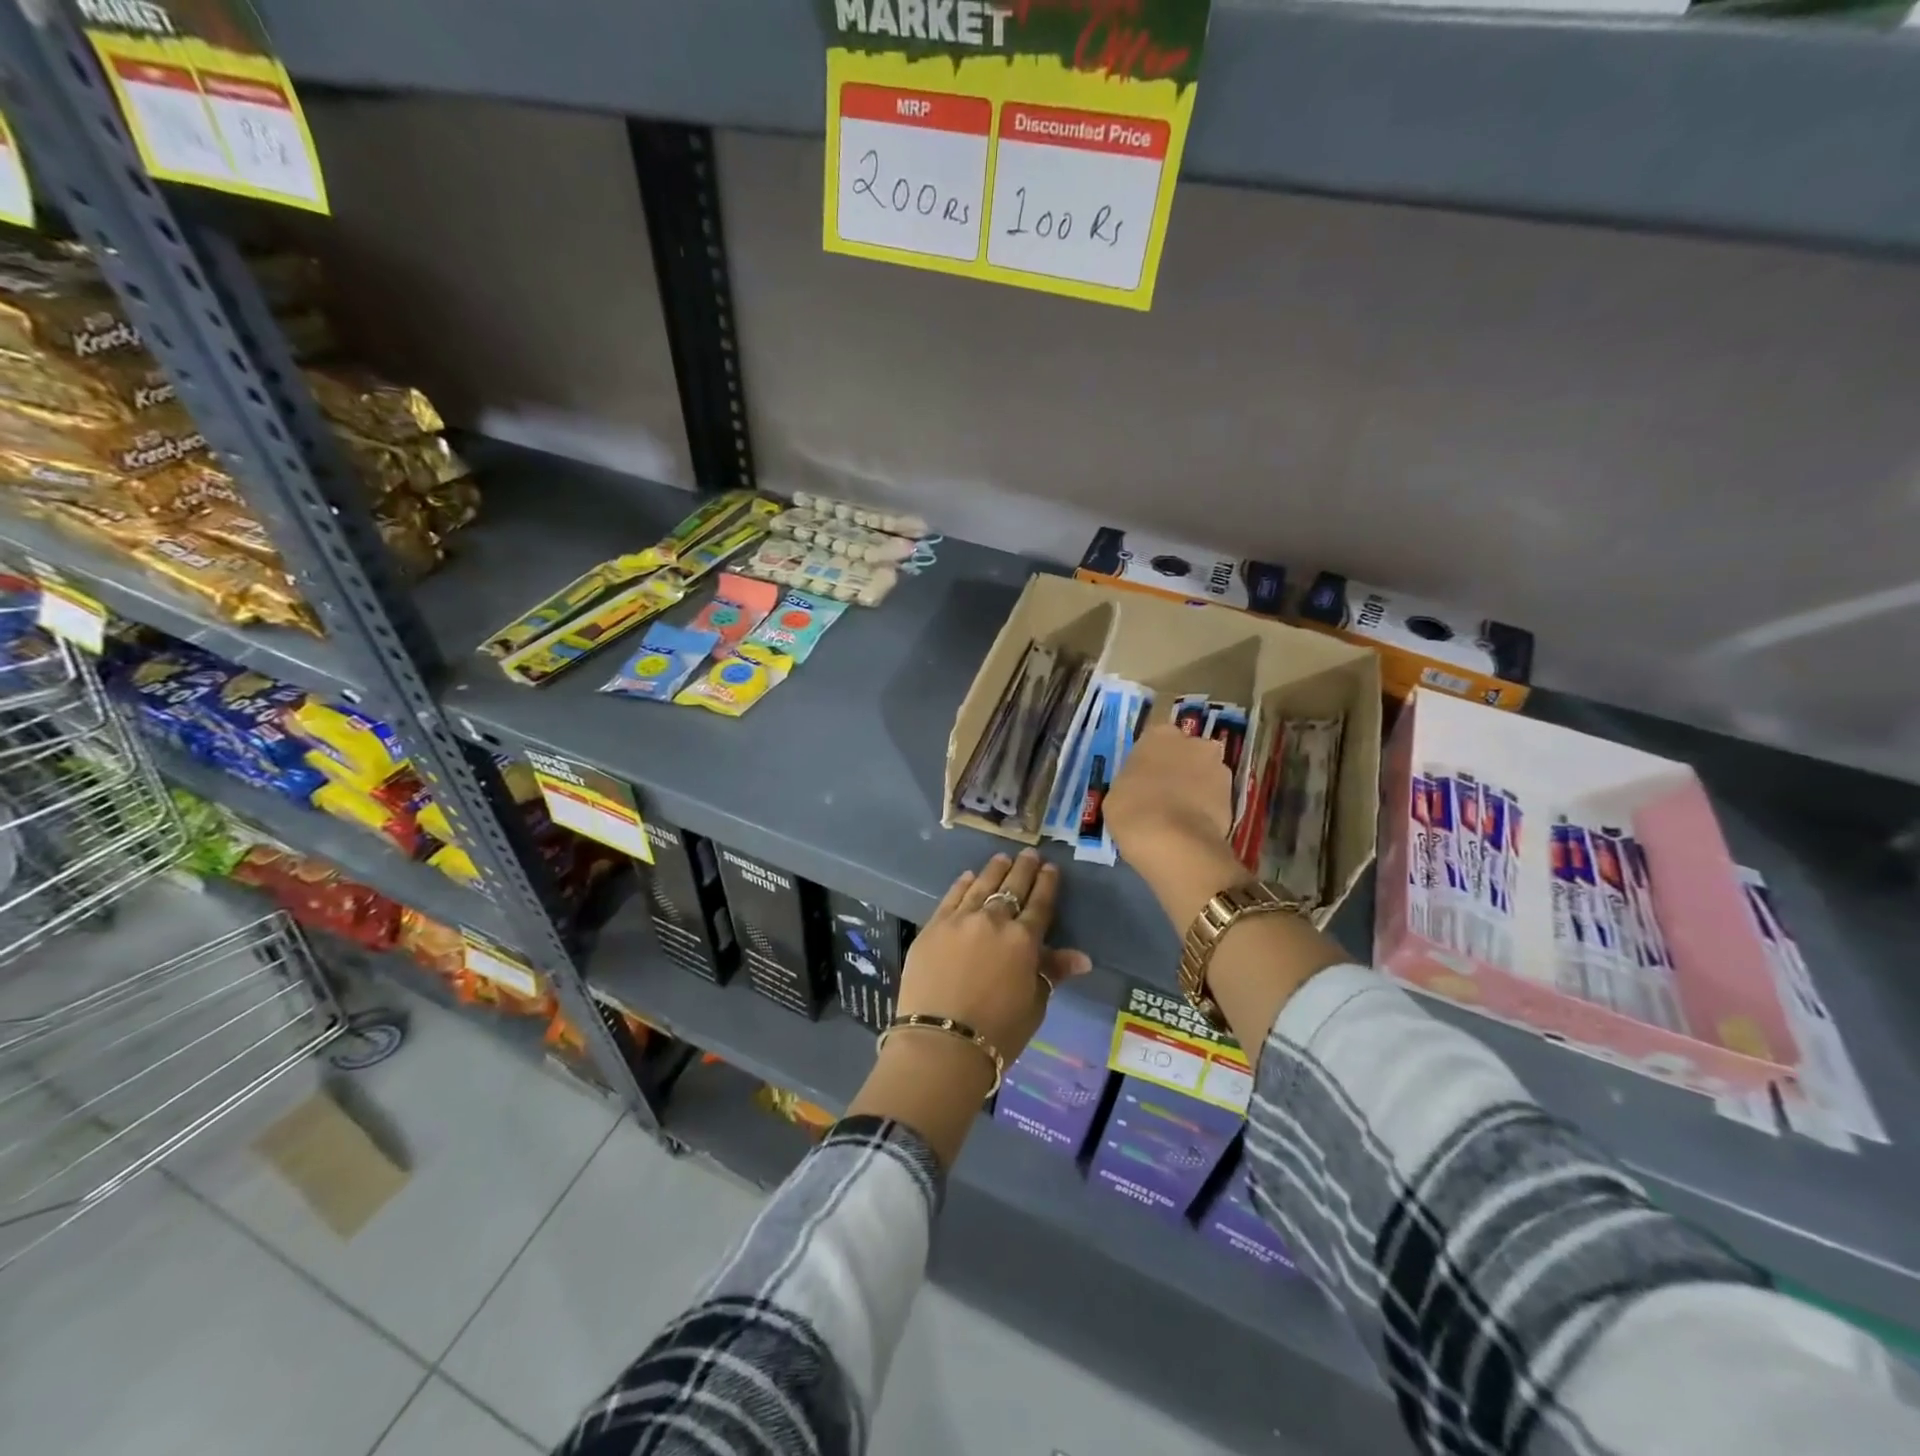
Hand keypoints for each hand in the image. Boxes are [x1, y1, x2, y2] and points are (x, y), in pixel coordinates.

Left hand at [896, 849, 1091, 1065]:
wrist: (942, 1042)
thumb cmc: (998, 1031)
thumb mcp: (1034, 1004)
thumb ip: (1052, 972)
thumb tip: (1083, 958)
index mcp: (1024, 939)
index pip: (1040, 903)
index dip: (1047, 883)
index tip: (1051, 868)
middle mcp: (994, 920)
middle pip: (1012, 886)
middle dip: (1024, 868)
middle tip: (1030, 854)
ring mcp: (960, 919)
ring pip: (981, 885)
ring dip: (994, 870)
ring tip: (1002, 858)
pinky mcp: (933, 927)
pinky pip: (952, 897)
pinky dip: (963, 884)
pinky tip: (968, 876)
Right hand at [1104, 724, 1234, 869]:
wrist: (1175, 842)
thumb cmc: (1133, 810)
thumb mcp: (1116, 793)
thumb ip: (1132, 782)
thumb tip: (1141, 788)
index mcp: (1160, 735)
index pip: (1154, 741)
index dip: (1150, 762)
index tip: (1142, 781)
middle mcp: (1194, 742)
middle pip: (1185, 753)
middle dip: (1178, 770)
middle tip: (1162, 796)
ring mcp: (1218, 768)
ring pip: (1204, 774)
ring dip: (1195, 788)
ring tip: (1179, 816)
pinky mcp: (1234, 796)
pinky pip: (1215, 798)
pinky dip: (1206, 809)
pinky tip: (1192, 827)